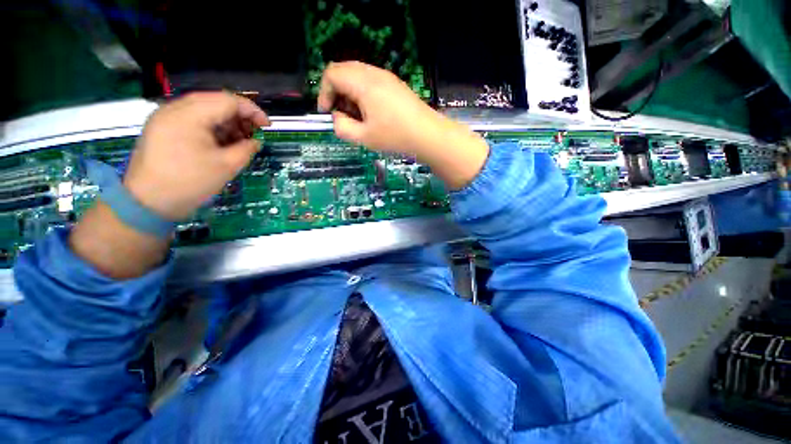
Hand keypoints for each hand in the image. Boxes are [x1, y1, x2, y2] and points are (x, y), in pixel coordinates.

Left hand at [124, 92, 269, 220]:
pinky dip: (211, 127)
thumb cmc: (190, 182)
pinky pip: (192, 118)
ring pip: (204, 109)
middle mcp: (175, 108)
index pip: (228, 100)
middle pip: (215, 101)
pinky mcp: (162, 127)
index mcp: (190, 115)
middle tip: (254, 134)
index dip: (252, 111)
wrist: (148, 201)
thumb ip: (246, 149)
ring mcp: (165, 116)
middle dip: (239, 116)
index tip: (267, 126)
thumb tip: (256, 141)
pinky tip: (220, 142)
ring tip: (239, 141)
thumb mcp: (227, 166)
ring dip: (226, 122)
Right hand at [318, 62, 488, 188]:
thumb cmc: (395, 136)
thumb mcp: (364, 137)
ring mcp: (386, 77)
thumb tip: (337, 118)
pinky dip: (363, 94)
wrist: (428, 135)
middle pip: (344, 71)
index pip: (331, 74)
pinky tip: (372, 114)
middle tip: (342, 116)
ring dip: (350, 94)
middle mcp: (373, 73)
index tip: (327, 114)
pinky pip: (371, 82)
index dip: (324, 93)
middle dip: (336, 93)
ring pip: (357, 76)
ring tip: (358, 118)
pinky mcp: (395, 84)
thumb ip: (342, 127)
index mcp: (363, 83)